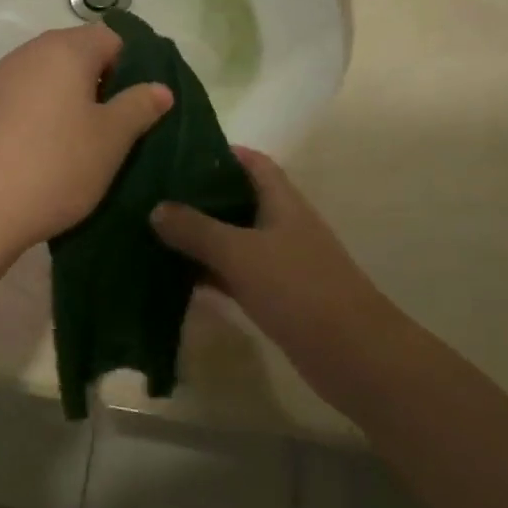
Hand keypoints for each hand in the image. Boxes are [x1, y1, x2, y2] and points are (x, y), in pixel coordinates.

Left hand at [0, 25, 172, 258]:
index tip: (139, 106)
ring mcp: (2, 78)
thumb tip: (160, 88)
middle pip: (80, 53)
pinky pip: (28, 97)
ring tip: (86, 143)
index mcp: (65, 49)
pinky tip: (50, 151)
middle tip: (118, 127)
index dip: (133, 67)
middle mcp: (31, 52)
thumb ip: (140, 106)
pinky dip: (46, 114)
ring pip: (53, 77)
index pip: (112, 38)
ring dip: (74, 101)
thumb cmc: (55, 166)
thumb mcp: (111, 139)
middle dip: (104, 84)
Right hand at [150, 148, 386, 346]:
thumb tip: (156, 208)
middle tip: (155, 194)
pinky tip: (176, 277)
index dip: (220, 152)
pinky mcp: (277, 296)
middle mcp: (282, 224)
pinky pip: (236, 274)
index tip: (179, 153)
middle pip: (239, 198)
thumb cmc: (298, 288)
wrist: (352, 354)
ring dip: (202, 236)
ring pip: (234, 239)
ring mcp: (281, 261)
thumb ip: (197, 229)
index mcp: (282, 200)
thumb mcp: (241, 253)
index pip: (252, 162)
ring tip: (155, 231)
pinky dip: (211, 272)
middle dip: (201, 195)